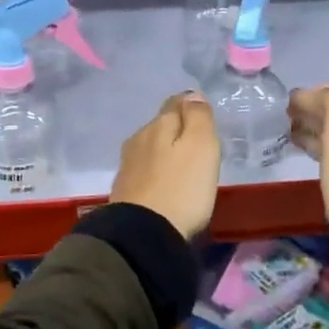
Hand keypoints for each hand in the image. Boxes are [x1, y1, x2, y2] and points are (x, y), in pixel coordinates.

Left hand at [110, 92, 220, 238]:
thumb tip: (192, 94)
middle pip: (161, 125)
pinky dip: (157, 172)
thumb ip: (198, 117)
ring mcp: (128, 166)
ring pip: (151, 148)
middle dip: (177, 129)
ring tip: (183, 165)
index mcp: (158, 125)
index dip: (191, 106)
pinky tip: (165, 183)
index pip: (175, 103)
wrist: (143, 235)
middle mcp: (138, 139)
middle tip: (198, 142)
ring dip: (165, 152)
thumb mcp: (201, 147)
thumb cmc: (181, 188)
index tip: (204, 115)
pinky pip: (145, 171)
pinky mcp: (124, 191)